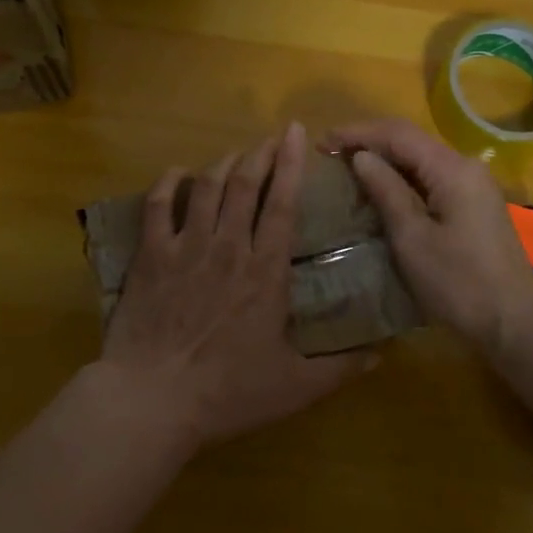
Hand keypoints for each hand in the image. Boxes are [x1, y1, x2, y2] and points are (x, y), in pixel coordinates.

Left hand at [101, 123, 378, 448]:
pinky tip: (179, 172)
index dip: (290, 164)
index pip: (283, 204)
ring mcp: (186, 247)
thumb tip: (382, 355)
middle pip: (245, 184)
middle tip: (270, 138)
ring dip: (224, 163)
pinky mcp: (151, 255)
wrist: (153, 399)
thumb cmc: (227, 392)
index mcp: (265, 271)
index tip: (295, 132)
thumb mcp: (295, 386)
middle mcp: (228, 246)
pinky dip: (169, 182)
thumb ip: (340, 367)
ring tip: (236, 155)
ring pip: (207, 187)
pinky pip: (159, 205)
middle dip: (260, 154)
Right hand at [324, 118, 532, 351]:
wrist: (515, 322)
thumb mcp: (412, 238)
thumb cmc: (459, 283)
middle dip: (369, 141)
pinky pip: (431, 177)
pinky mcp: (474, 203)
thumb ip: (386, 191)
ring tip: (347, 167)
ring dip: (385, 158)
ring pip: (421, 158)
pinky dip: (402, 177)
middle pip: (410, 140)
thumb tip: (361, 157)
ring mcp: (473, 185)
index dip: (357, 133)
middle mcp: (465, 166)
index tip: (322, 142)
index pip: (397, 134)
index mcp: (451, 169)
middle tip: (329, 152)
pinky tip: (381, 188)